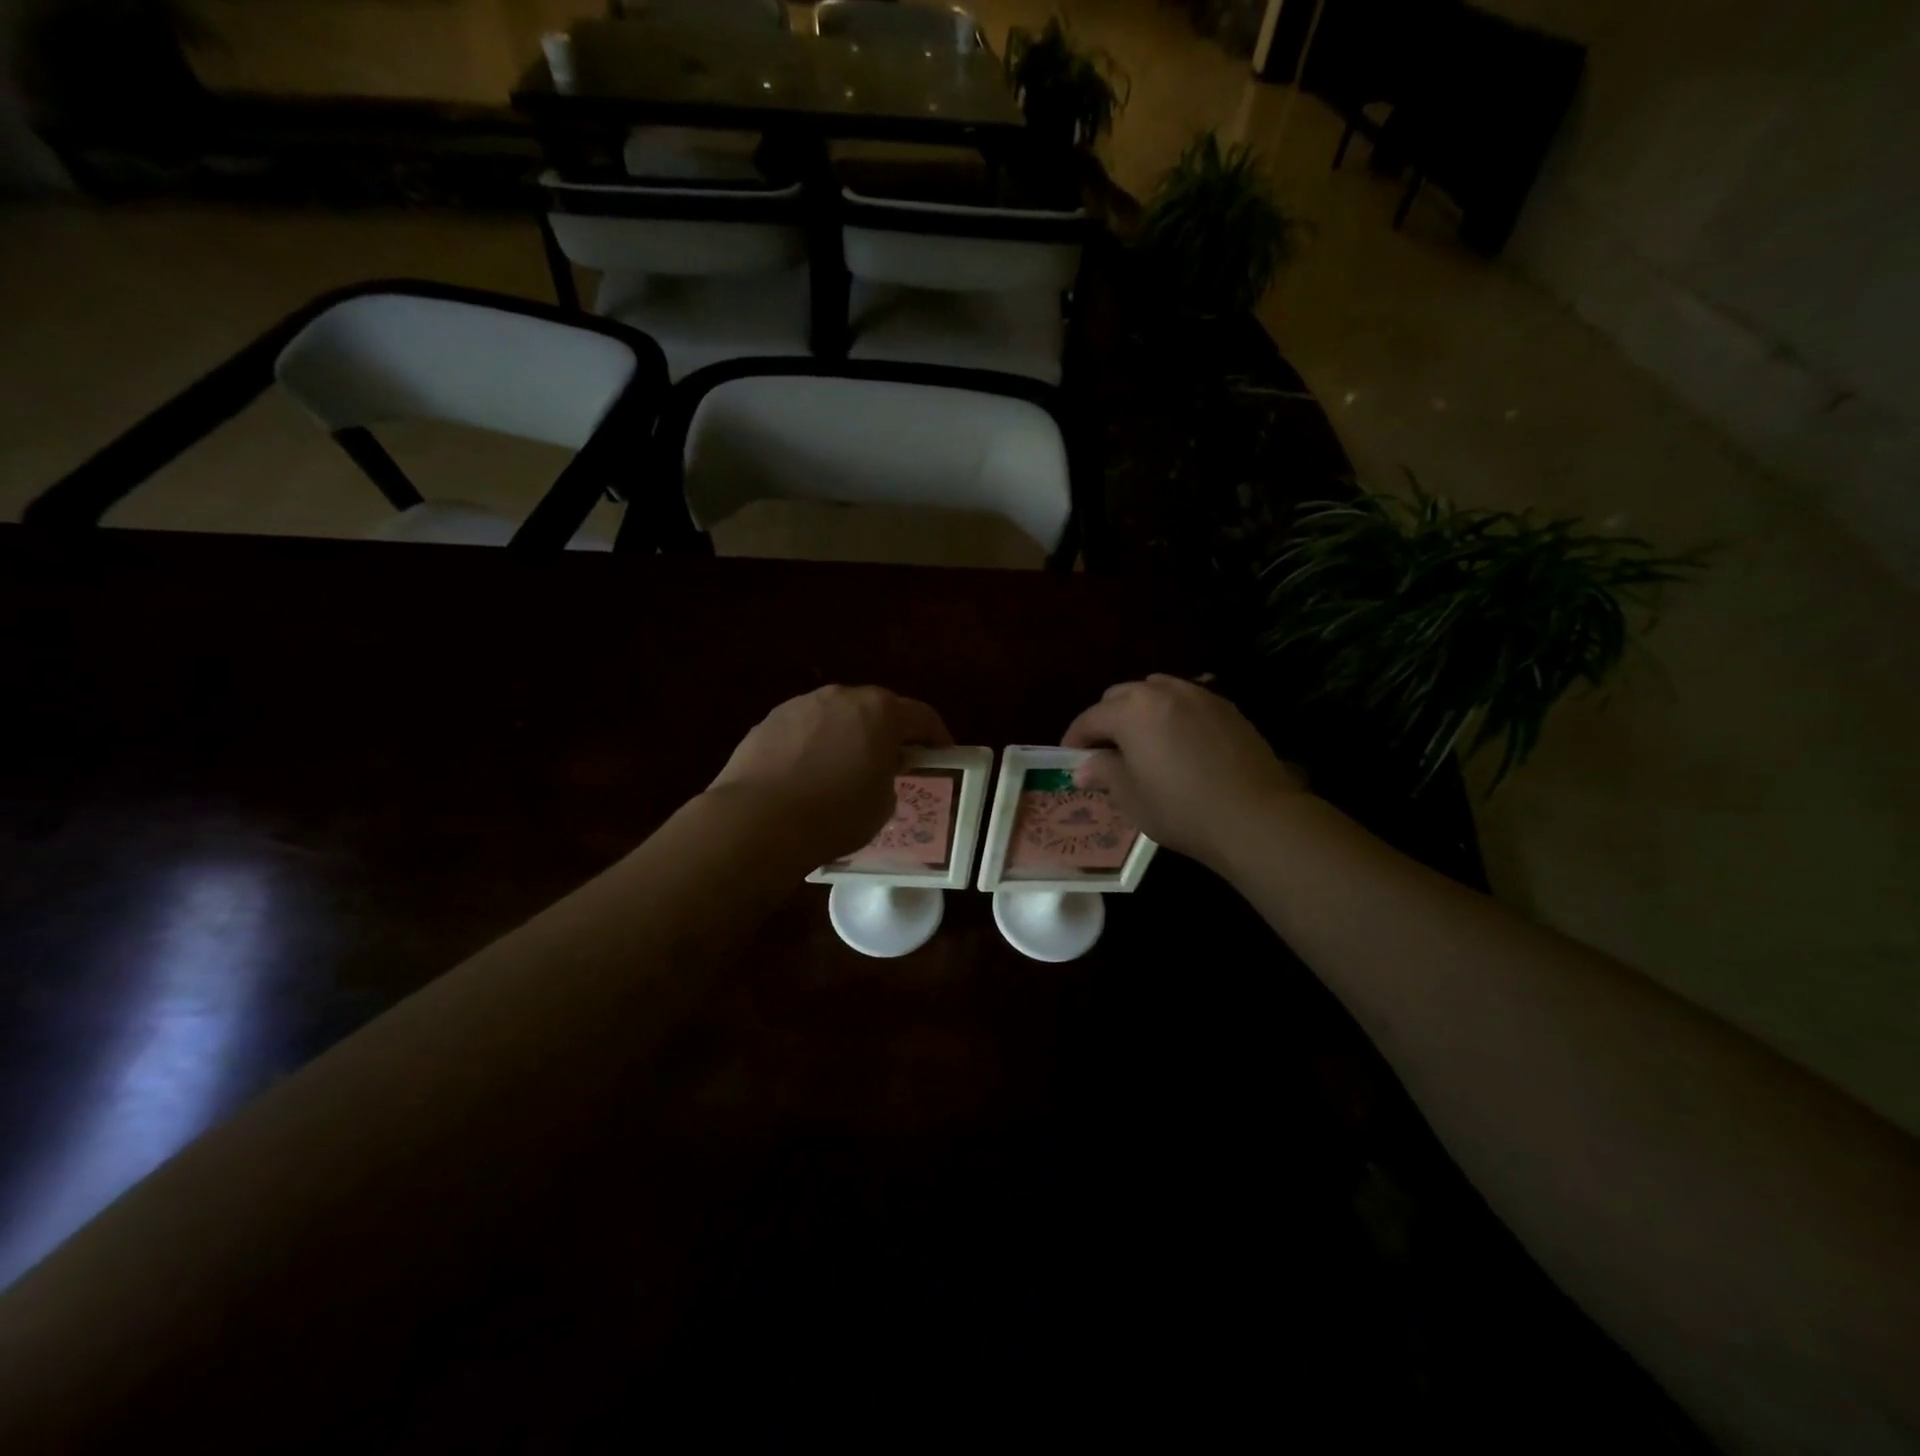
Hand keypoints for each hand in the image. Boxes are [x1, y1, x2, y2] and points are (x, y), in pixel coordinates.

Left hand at [708, 686, 952, 864]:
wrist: (758, 820)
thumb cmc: (835, 814)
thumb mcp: (882, 803)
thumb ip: (890, 775)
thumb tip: (880, 767)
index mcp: (880, 711)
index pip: (921, 716)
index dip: (936, 735)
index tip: (943, 753)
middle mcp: (841, 697)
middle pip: (876, 707)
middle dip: (889, 730)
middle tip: (895, 757)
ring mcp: (801, 705)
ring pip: (837, 715)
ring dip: (849, 733)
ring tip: (848, 764)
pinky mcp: (769, 721)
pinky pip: (806, 728)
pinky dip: (815, 743)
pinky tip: (810, 771)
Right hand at [1063, 675, 1305, 871]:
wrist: (1255, 816)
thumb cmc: (1181, 808)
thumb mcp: (1130, 796)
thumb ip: (1103, 772)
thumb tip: (1084, 766)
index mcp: (1131, 710)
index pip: (1090, 718)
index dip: (1075, 739)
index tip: (1070, 759)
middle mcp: (1162, 691)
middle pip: (1121, 696)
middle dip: (1106, 720)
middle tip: (1104, 751)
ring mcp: (1198, 695)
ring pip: (1155, 691)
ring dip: (1139, 711)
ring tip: (1141, 741)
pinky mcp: (1226, 708)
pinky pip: (1186, 701)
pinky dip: (1171, 714)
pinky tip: (1177, 741)